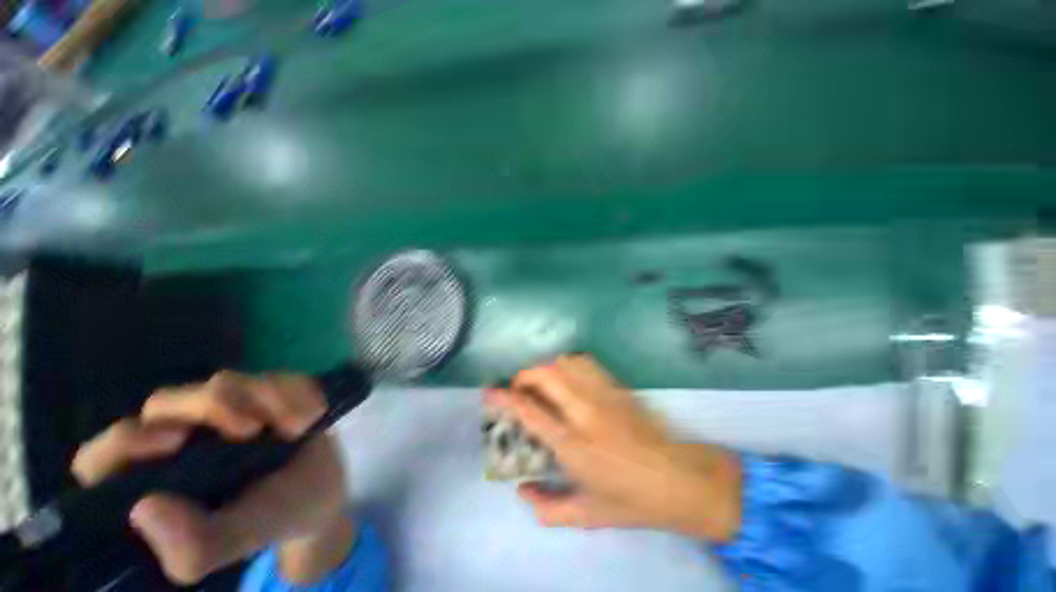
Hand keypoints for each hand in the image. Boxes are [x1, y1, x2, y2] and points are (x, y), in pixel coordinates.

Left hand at [72, 371, 356, 584]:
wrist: (323, 490)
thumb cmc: (274, 518)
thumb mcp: (238, 539)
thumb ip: (195, 544)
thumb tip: (144, 509)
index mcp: (155, 478)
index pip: (102, 459)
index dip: (121, 444)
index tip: (173, 442)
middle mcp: (178, 438)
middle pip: (167, 403)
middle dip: (212, 408)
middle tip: (253, 429)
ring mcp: (222, 411)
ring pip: (223, 384)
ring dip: (265, 398)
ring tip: (299, 426)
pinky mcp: (262, 394)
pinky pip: (272, 377)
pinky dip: (295, 391)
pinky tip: (312, 414)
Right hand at [485, 355, 740, 541]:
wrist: (678, 480)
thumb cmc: (631, 500)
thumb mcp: (586, 514)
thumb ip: (547, 507)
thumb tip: (521, 491)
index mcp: (573, 445)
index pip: (530, 412)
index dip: (505, 398)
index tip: (490, 392)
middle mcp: (584, 412)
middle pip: (546, 376)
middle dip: (524, 376)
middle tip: (518, 388)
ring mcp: (602, 395)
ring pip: (565, 362)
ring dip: (546, 368)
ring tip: (542, 383)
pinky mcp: (616, 387)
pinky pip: (585, 363)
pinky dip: (568, 364)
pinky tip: (568, 378)